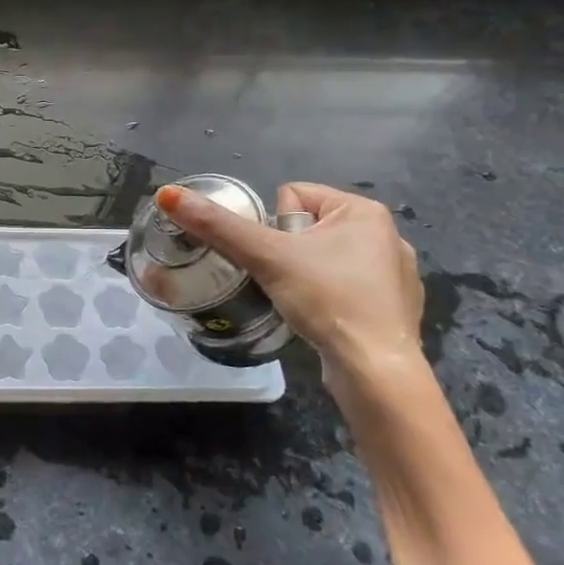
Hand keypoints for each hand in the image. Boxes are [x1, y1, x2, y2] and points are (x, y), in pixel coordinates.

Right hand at [153, 181, 422, 383]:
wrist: (375, 370)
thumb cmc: (327, 300)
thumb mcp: (266, 257)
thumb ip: (217, 226)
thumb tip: (168, 194)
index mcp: (364, 210)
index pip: (292, 195)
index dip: (272, 227)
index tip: (278, 259)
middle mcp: (387, 234)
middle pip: (306, 227)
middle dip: (288, 253)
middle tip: (286, 282)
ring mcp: (395, 273)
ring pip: (324, 258)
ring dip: (306, 276)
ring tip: (303, 303)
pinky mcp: (394, 307)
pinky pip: (345, 286)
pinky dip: (330, 299)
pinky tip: (326, 319)